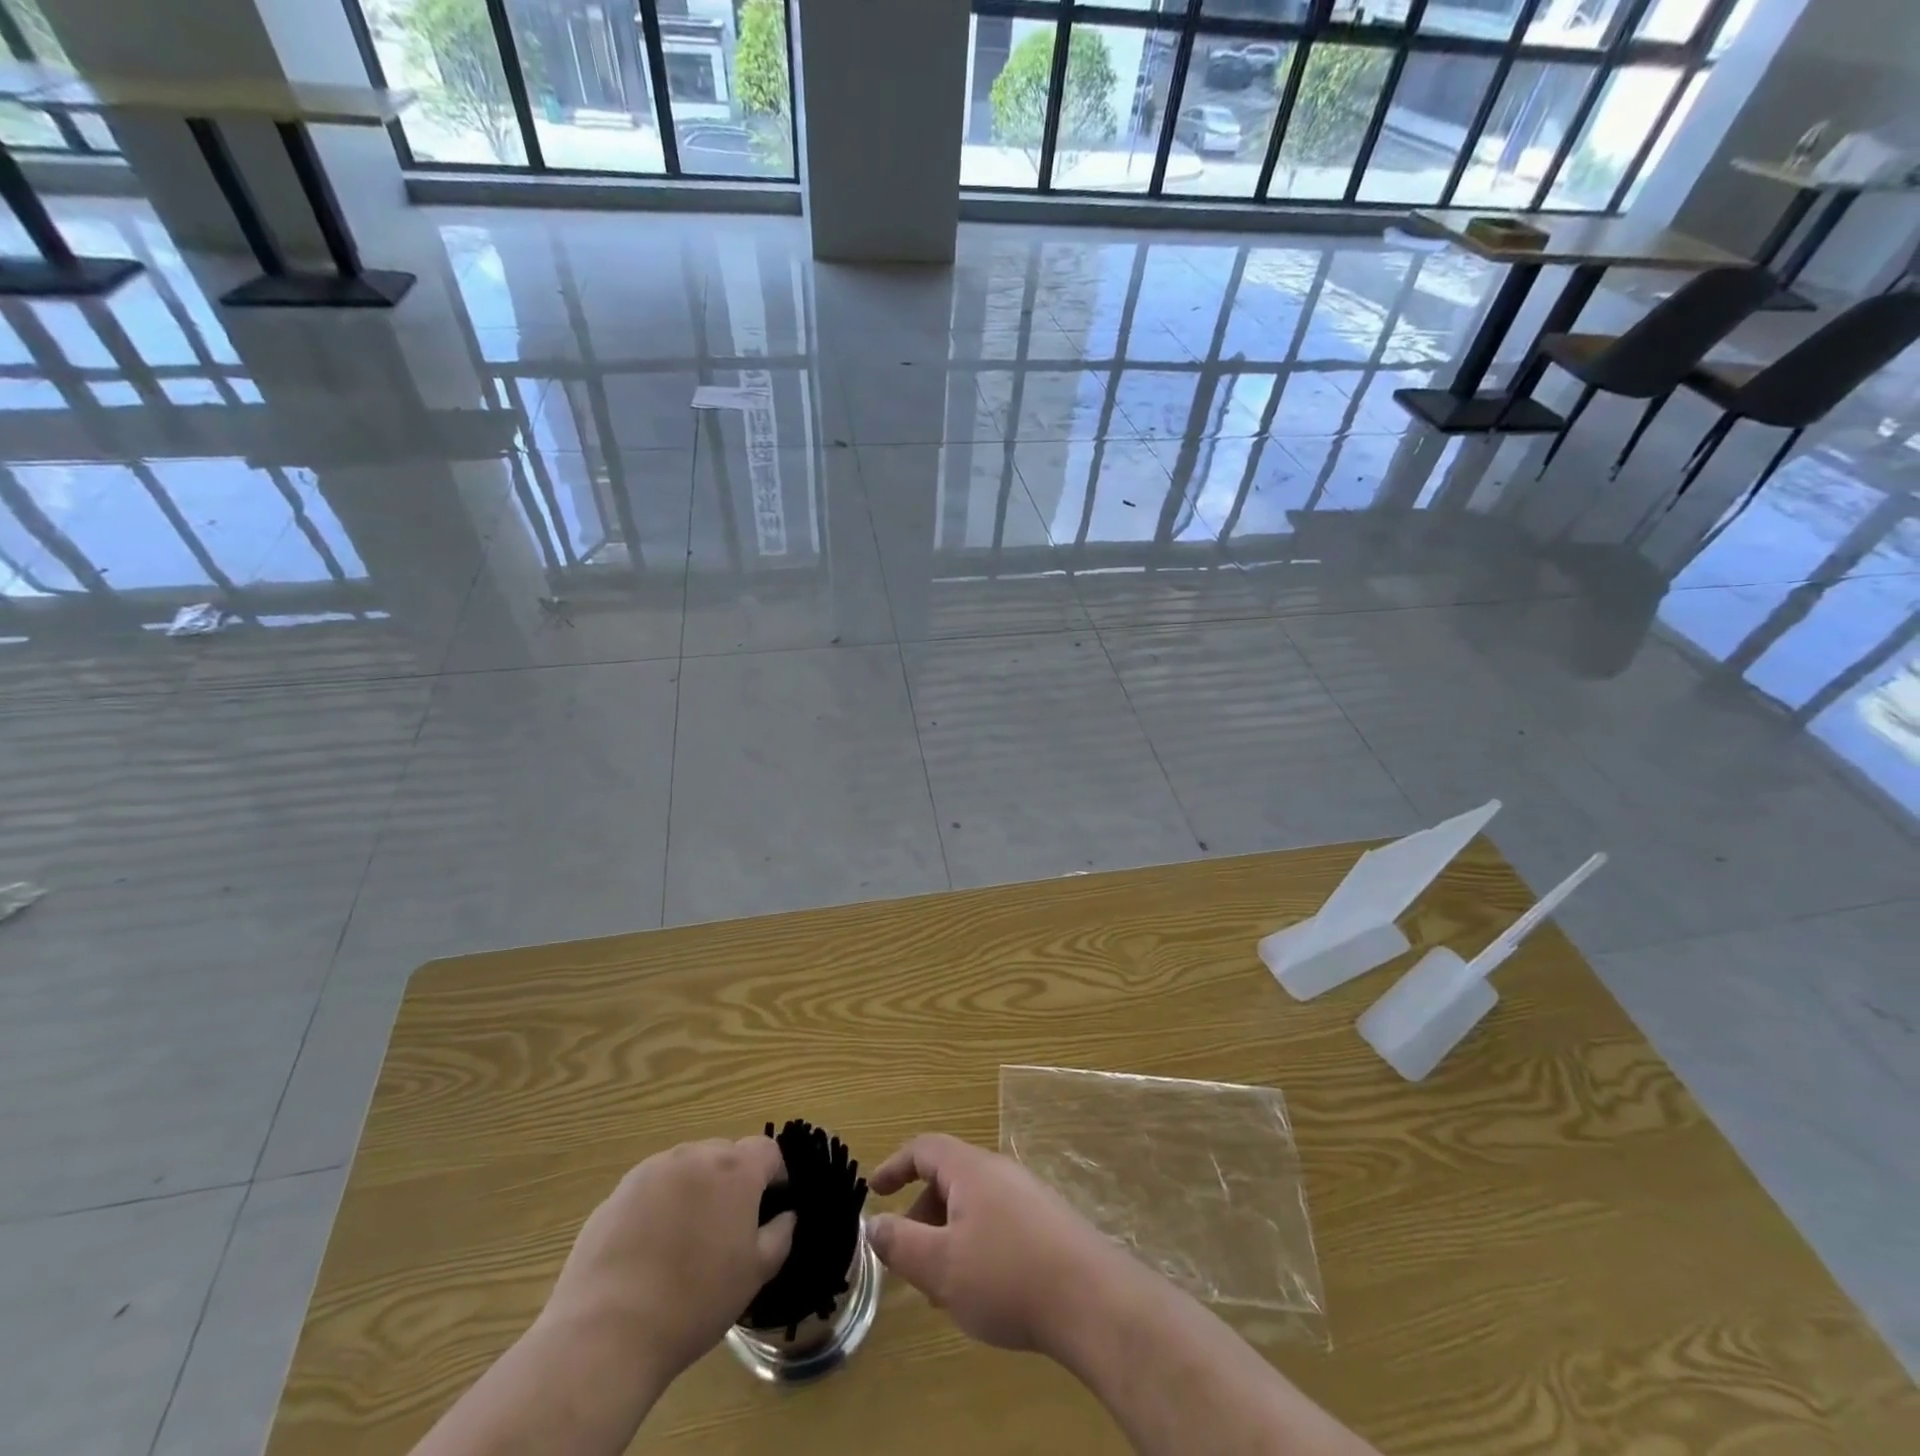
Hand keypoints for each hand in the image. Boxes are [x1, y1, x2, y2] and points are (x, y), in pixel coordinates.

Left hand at [541, 1137, 794, 1383]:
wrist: (607, 1334)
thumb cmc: (695, 1302)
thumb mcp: (754, 1274)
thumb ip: (779, 1235)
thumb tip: (785, 1215)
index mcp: (735, 1169)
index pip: (767, 1150)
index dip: (775, 1174)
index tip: (772, 1205)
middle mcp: (695, 1156)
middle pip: (725, 1154)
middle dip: (733, 1180)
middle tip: (728, 1226)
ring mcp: (651, 1170)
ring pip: (686, 1168)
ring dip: (695, 1189)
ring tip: (685, 1238)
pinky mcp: (617, 1193)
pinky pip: (651, 1188)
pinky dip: (659, 1206)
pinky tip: (649, 1249)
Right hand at [867, 1133, 1133, 1355]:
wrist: (1092, 1300)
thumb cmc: (1006, 1276)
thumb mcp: (941, 1266)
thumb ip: (901, 1243)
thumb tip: (873, 1222)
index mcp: (971, 1169)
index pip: (924, 1149)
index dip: (895, 1165)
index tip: (874, 1189)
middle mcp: (999, 1171)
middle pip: (949, 1177)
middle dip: (921, 1213)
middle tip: (906, 1257)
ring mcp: (1028, 1195)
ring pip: (973, 1204)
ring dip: (948, 1236)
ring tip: (941, 1287)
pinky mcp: (1048, 1222)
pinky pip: (997, 1221)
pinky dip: (975, 1244)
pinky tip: (981, 1290)